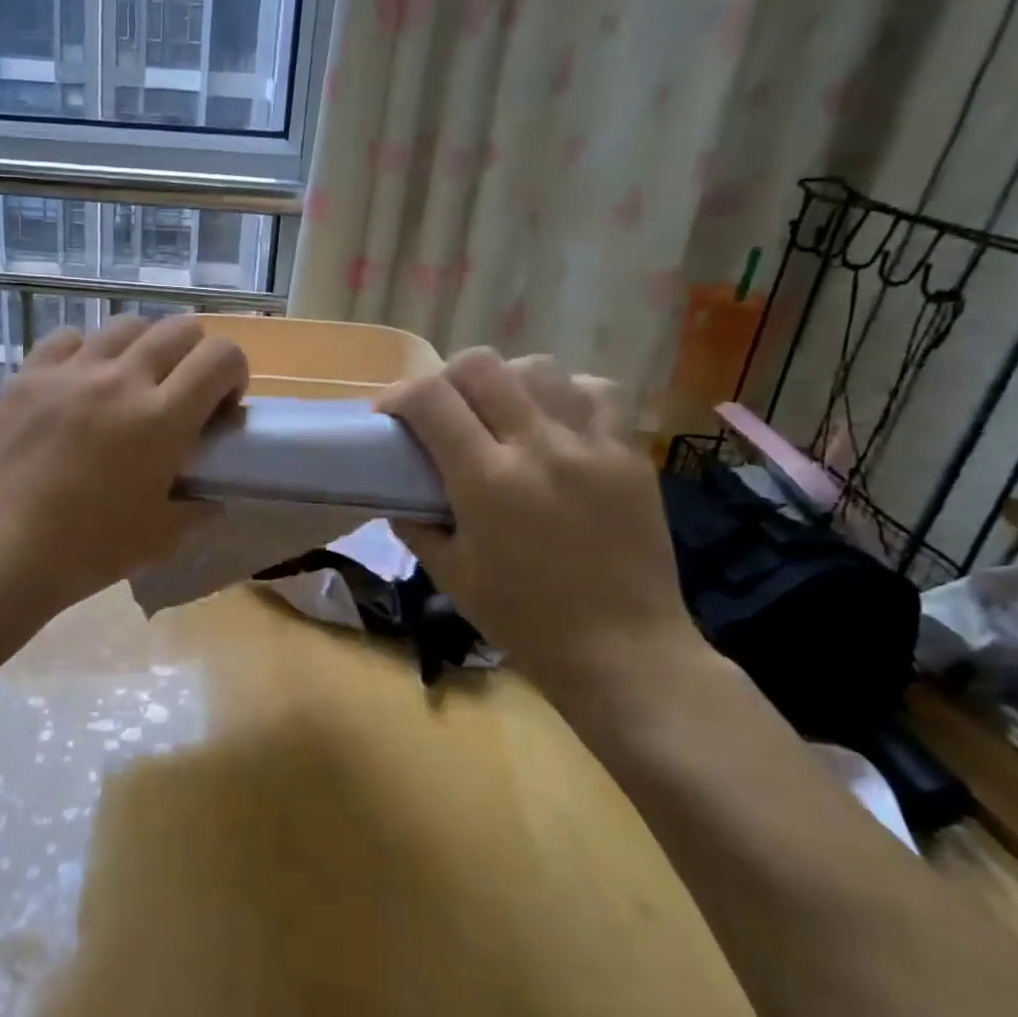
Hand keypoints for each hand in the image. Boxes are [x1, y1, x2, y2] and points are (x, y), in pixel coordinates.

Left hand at [0, 314, 248, 618]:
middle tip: (181, 392)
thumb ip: (198, 509)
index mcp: (161, 418)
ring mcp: (69, 371)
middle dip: (194, 355)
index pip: (221, 356)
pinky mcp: (27, 375)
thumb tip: (212, 497)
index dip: (234, 373)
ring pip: (124, 325)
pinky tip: (79, 381)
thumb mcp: (161, 538)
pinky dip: (86, 351)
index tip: (221, 405)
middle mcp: (120, 379)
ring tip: (129, 382)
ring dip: (143, 348)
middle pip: (178, 329)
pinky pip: (68, 338)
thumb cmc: (87, 550)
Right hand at [381, 350, 705, 704]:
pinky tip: (553, 422)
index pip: (430, 399)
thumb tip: (398, 492)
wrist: (623, 651)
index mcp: (487, 481)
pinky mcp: (629, 453)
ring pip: (537, 367)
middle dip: (444, 378)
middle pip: (480, 365)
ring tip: (497, 413)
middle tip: (439, 410)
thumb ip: (416, 523)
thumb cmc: (524, 620)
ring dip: (503, 382)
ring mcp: (591, 444)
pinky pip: (593, 391)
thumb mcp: (451, 575)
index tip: (387, 415)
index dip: (397, 395)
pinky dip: (562, 394)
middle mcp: (539, 446)